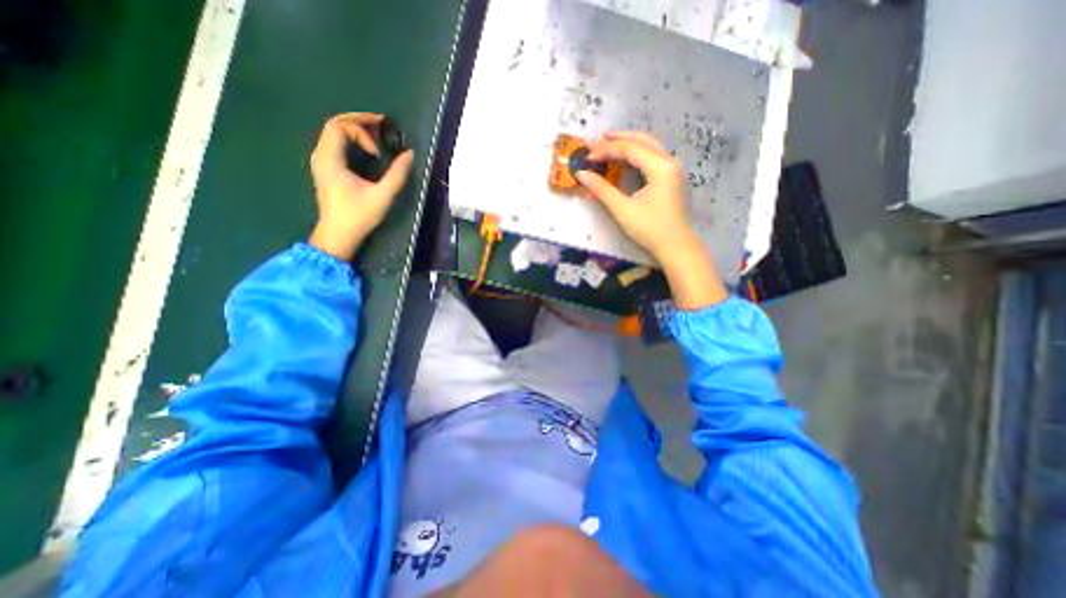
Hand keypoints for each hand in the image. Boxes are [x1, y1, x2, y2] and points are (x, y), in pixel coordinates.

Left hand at [306, 112, 414, 261]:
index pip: (339, 126)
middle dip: (359, 121)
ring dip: (356, 130)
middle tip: (382, 124)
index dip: (361, 131)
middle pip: (335, 124)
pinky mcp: (327, 170)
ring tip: (378, 134)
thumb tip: (410, 154)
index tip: (378, 152)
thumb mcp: (382, 196)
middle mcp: (321, 155)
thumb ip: (397, 175)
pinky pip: (336, 144)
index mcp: (330, 159)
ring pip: (334, 133)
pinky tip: (368, 149)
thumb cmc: (358, 216)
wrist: (338, 235)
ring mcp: (322, 162)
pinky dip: (352, 140)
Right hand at [576, 131, 724, 308]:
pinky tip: (626, 159)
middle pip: (642, 141)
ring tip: (610, 142)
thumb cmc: (650, 228)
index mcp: (660, 166)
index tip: (587, 155)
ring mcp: (673, 170)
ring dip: (629, 143)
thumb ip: (601, 189)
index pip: (629, 149)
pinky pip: (653, 158)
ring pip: (650, 147)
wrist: (675, 246)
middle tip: (598, 139)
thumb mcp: (622, 209)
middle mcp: (669, 161)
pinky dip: (637, 155)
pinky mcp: (671, 179)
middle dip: (619, 138)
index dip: (606, 150)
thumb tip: (581, 175)